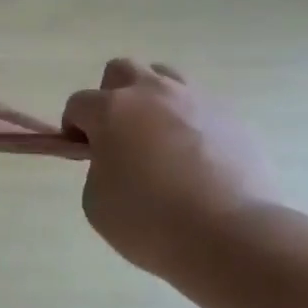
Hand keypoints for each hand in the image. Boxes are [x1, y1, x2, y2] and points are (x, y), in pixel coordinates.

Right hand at [61, 58, 279, 277]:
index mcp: (112, 110)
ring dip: (154, 100)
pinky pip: (202, 108)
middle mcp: (152, 93)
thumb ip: (98, 169)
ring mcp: (197, 101)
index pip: (79, 104)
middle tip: (119, 134)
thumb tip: (116, 160)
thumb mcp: (96, 201)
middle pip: (122, 70)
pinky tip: (198, 159)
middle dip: (112, 96)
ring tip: (160, 139)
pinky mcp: (233, 119)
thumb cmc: (151, 221)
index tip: (84, 154)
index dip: (74, 128)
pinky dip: (191, 124)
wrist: (232, 237)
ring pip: (166, 78)